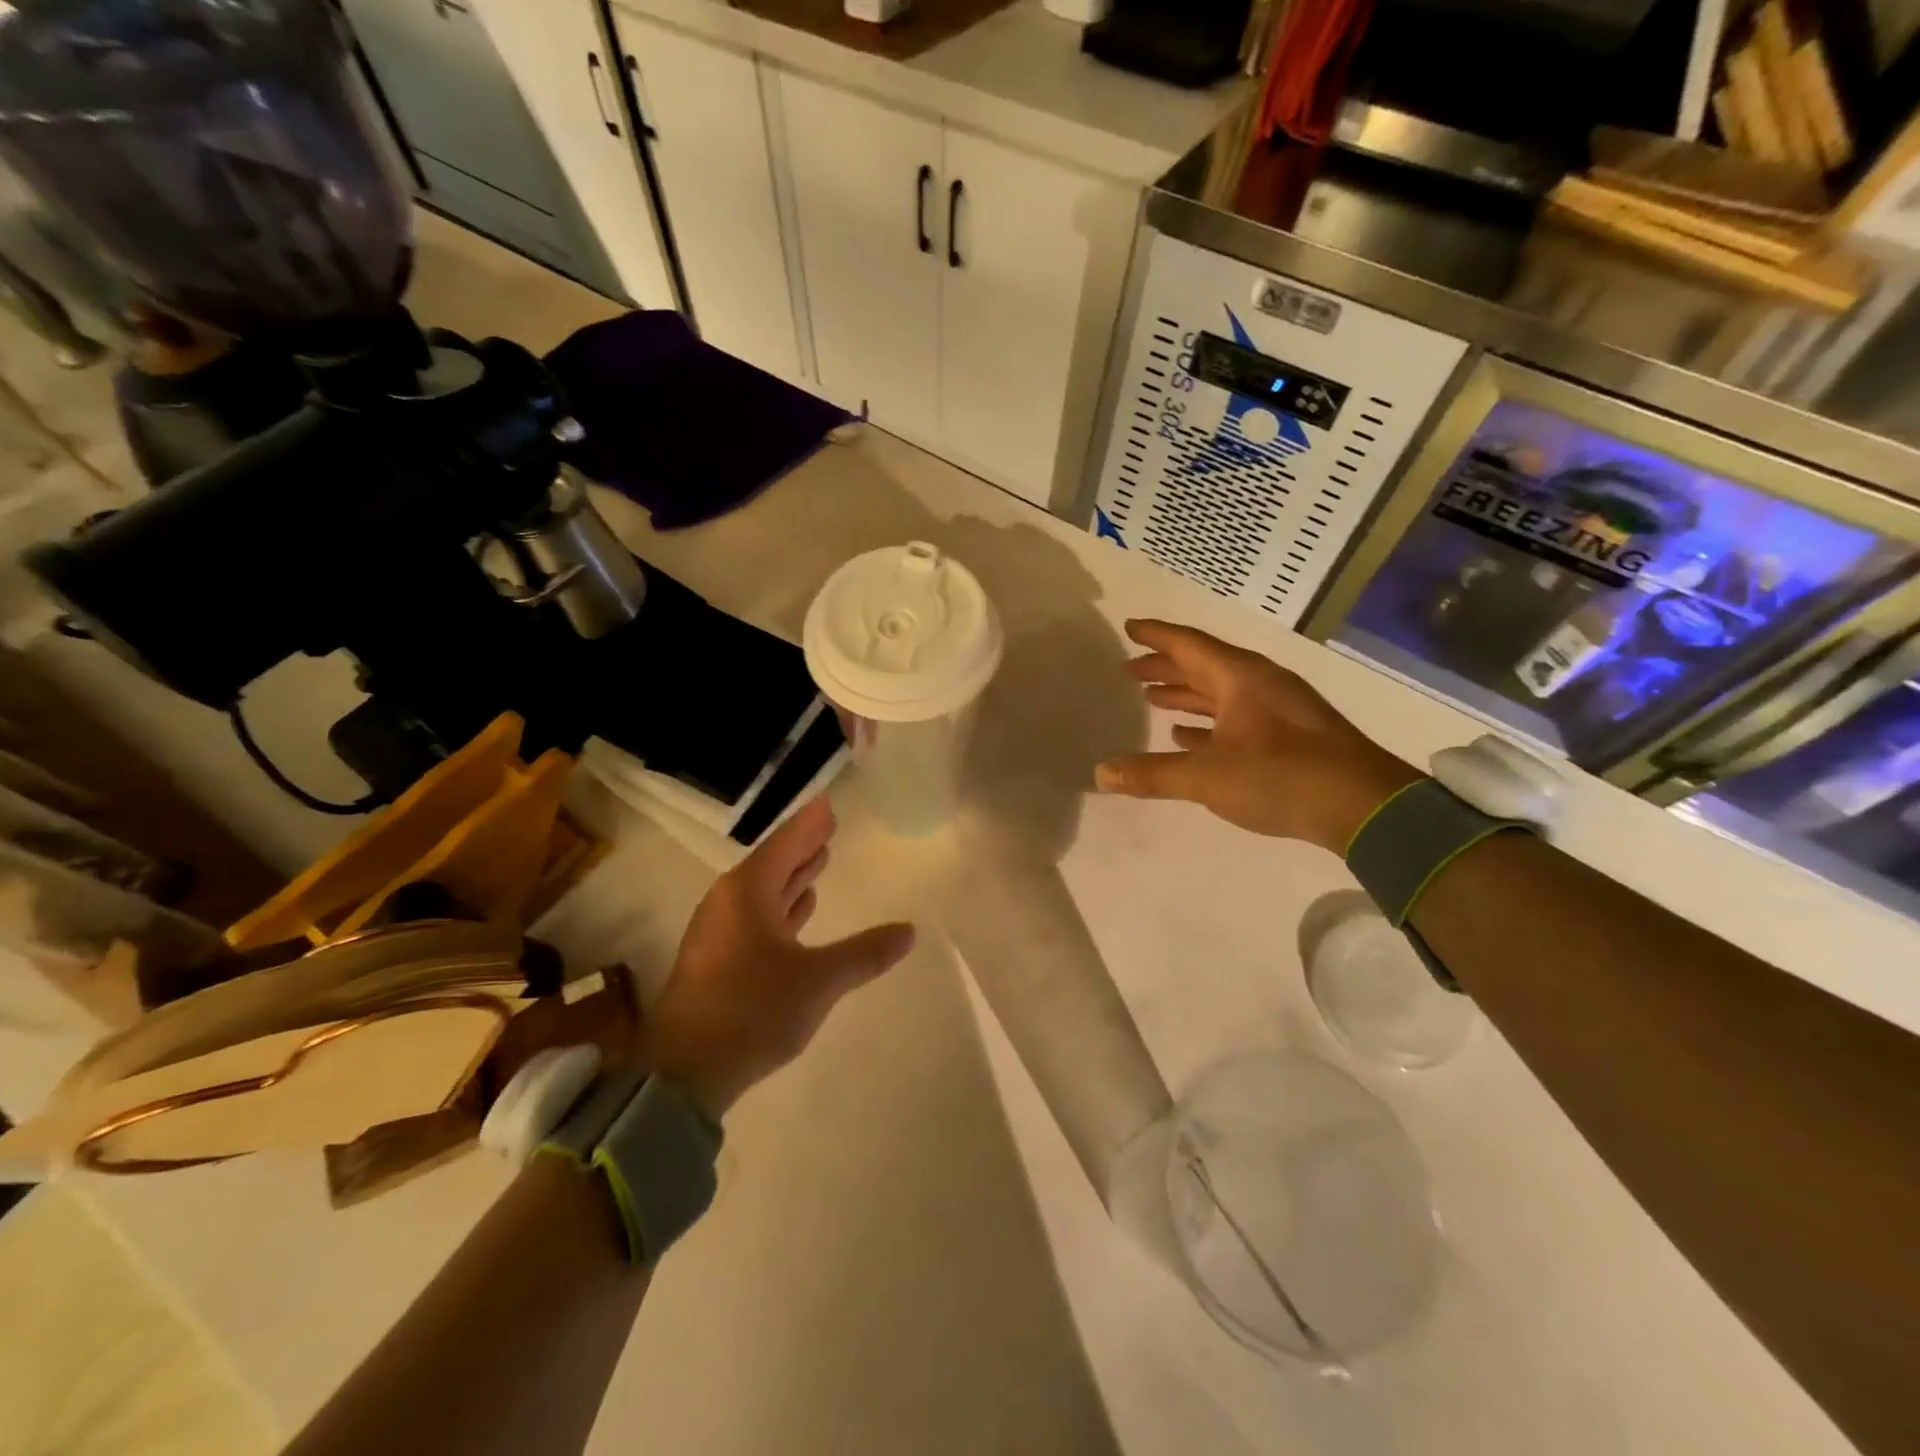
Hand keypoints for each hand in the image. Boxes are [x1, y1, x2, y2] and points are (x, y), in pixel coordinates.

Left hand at [644, 796, 914, 1118]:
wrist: (684, 1072)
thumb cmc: (752, 1011)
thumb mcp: (818, 981)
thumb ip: (865, 953)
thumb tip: (909, 931)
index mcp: (747, 892)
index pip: (786, 843)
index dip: (810, 822)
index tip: (828, 801)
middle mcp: (729, 902)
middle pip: (773, 863)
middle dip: (803, 846)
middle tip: (829, 826)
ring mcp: (720, 930)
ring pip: (763, 891)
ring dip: (792, 876)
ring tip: (819, 860)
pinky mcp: (717, 958)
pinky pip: (756, 915)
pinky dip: (781, 906)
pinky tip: (798, 910)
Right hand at [1095, 620, 1422, 854]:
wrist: (1364, 806)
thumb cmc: (1281, 776)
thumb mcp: (1207, 777)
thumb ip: (1152, 773)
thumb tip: (1100, 772)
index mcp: (1240, 678)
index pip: (1189, 645)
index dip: (1156, 636)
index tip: (1129, 626)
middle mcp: (1259, 685)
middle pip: (1203, 666)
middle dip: (1166, 667)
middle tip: (1131, 669)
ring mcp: (1278, 710)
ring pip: (1220, 693)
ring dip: (1186, 694)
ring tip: (1152, 698)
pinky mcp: (1290, 737)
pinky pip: (1237, 718)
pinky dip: (1208, 723)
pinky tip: (1187, 736)